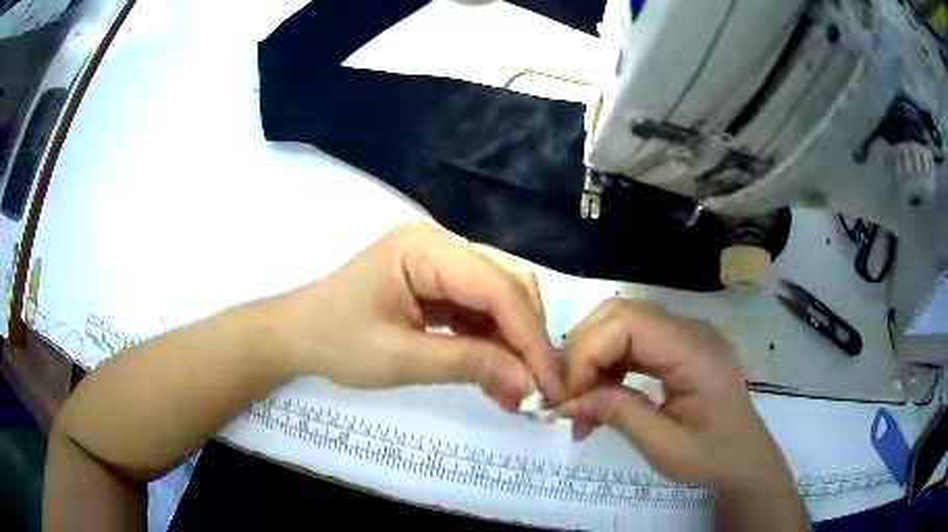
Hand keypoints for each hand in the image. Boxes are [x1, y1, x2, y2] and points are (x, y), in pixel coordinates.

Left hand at [277, 221, 563, 409]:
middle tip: (535, 389)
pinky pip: (478, 307)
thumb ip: (469, 365)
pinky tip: (494, 371)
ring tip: (515, 388)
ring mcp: (439, 260)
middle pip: (506, 284)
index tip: (550, 384)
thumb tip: (528, 385)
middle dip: (525, 337)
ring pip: (498, 296)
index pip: (497, 288)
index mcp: (425, 248)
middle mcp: (440, 242)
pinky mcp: (436, 280)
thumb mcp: (401, 359)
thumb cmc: (336, 342)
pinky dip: (491, 340)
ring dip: (511, 342)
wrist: (297, 335)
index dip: (529, 337)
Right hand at [558, 299, 794, 491]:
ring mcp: (685, 333)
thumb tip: (566, 401)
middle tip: (569, 397)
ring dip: (592, 358)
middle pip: (620, 313)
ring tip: (582, 402)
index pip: (628, 323)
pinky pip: (633, 340)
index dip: (588, 353)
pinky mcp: (678, 345)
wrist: (745, 456)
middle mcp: (691, 329)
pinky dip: (608, 363)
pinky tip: (602, 394)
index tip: (570, 397)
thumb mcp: (665, 447)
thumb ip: (618, 415)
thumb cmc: (712, 456)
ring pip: (622, 322)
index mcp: (696, 352)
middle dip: (583, 351)